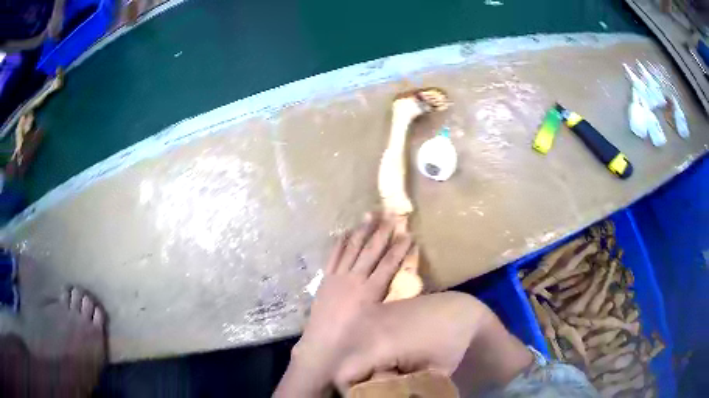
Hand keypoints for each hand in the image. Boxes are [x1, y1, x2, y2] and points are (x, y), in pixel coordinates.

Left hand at [274, 214, 413, 396]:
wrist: (323, 343)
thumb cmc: (353, 338)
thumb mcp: (377, 320)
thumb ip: (389, 300)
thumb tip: (402, 285)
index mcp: (370, 291)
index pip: (388, 264)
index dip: (400, 249)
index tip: (409, 234)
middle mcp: (355, 279)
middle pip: (371, 251)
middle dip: (382, 232)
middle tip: (391, 215)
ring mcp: (338, 277)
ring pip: (353, 248)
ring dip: (362, 230)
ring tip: (370, 215)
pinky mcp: (326, 278)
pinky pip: (334, 256)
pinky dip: (340, 243)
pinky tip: (345, 232)